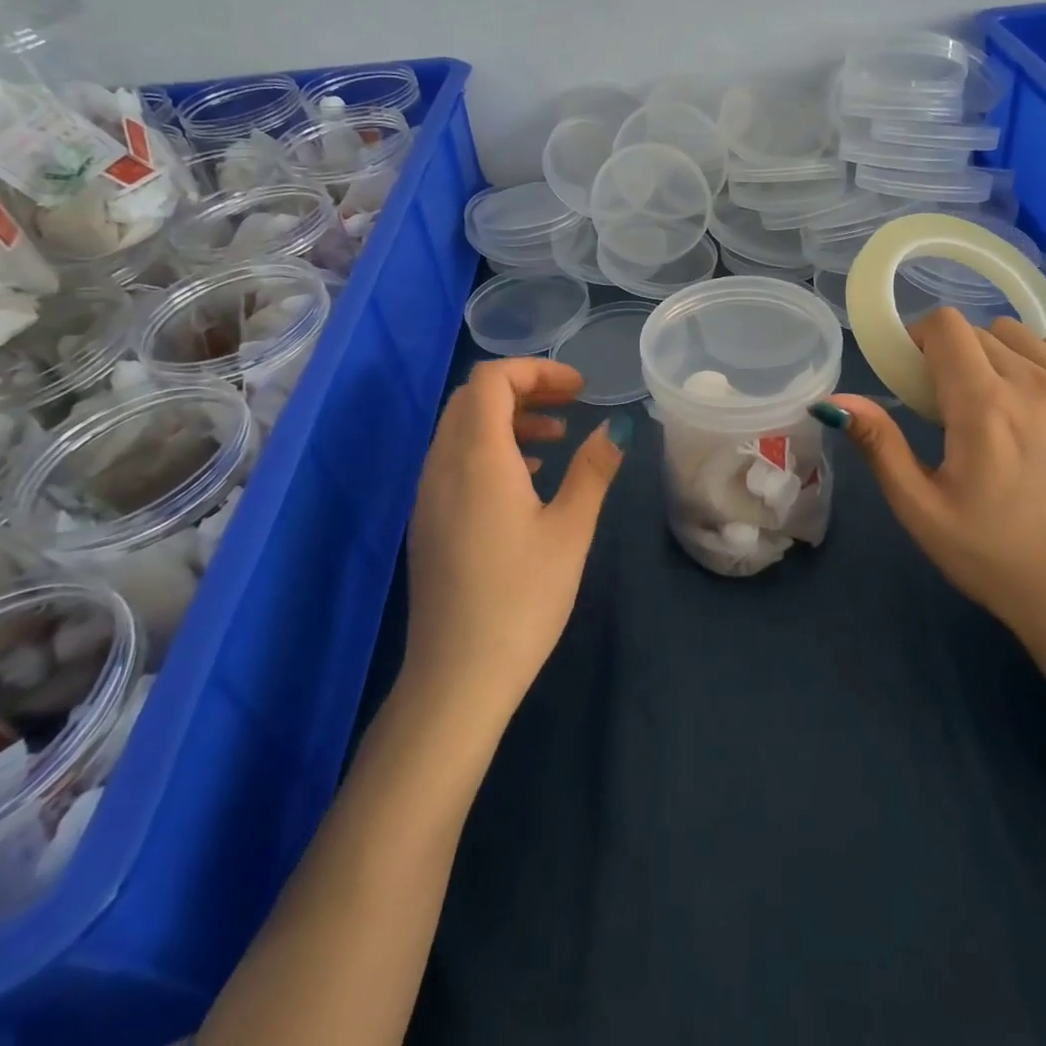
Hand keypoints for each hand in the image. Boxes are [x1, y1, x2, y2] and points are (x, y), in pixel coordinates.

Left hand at [404, 358, 625, 712]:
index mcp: (477, 457)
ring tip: (556, 437)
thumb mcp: (571, 530)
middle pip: (473, 398)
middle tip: (570, 403)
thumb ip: (593, 470)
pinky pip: (454, 460)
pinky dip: (491, 449)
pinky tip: (528, 478)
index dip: (536, 370)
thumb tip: (617, 428)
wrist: (458, 676)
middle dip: (524, 388)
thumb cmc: (522, 598)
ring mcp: (428, 494)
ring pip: (461, 428)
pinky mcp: (428, 520)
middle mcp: (443, 464)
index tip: (579, 388)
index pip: (491, 379)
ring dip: (508, 418)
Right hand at [827, 309, 1045, 645]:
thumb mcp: (918, 505)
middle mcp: (1038, 386)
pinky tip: (1037, 397)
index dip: (921, 340)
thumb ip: (879, 443)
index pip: (946, 326)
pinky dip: (1044, 359)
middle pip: (980, 331)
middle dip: (954, 356)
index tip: (916, 375)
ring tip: (995, 402)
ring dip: (997, 356)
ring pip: (1023, 336)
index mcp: (985, 407)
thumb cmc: (986, 552)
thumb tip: (833, 400)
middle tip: (950, 404)